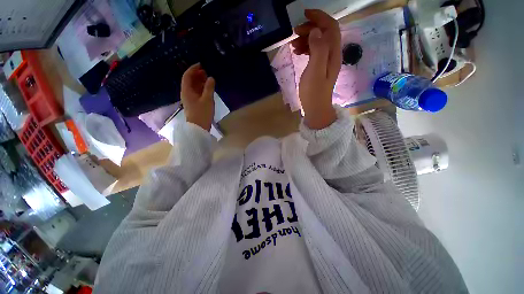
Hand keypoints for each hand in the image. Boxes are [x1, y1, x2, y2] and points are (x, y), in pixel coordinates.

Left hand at [181, 63, 215, 131]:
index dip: (193, 69)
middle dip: (197, 75)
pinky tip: (208, 88)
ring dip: (199, 82)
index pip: (187, 76)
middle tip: (206, 71)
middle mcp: (186, 93)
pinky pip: (197, 93)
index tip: (200, 65)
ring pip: (193, 87)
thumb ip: (209, 88)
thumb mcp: (207, 100)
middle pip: (190, 81)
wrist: (199, 128)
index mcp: (186, 91)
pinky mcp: (194, 104)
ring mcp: (190, 99)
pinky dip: (201, 89)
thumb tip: (211, 78)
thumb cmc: (202, 113)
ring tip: (208, 78)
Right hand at [292, 10, 341, 129]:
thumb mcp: (314, 71)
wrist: (316, 109)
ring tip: (293, 45)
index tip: (304, 14)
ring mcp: (326, 62)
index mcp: (333, 53)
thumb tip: (316, 30)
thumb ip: (317, 49)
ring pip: (318, 42)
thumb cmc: (314, 92)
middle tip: (294, 33)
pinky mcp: (319, 68)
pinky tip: (298, 52)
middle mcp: (332, 54)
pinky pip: (314, 52)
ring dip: (306, 39)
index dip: (319, 17)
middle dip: (310, 28)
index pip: (330, 27)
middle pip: (324, 33)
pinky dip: (306, 48)